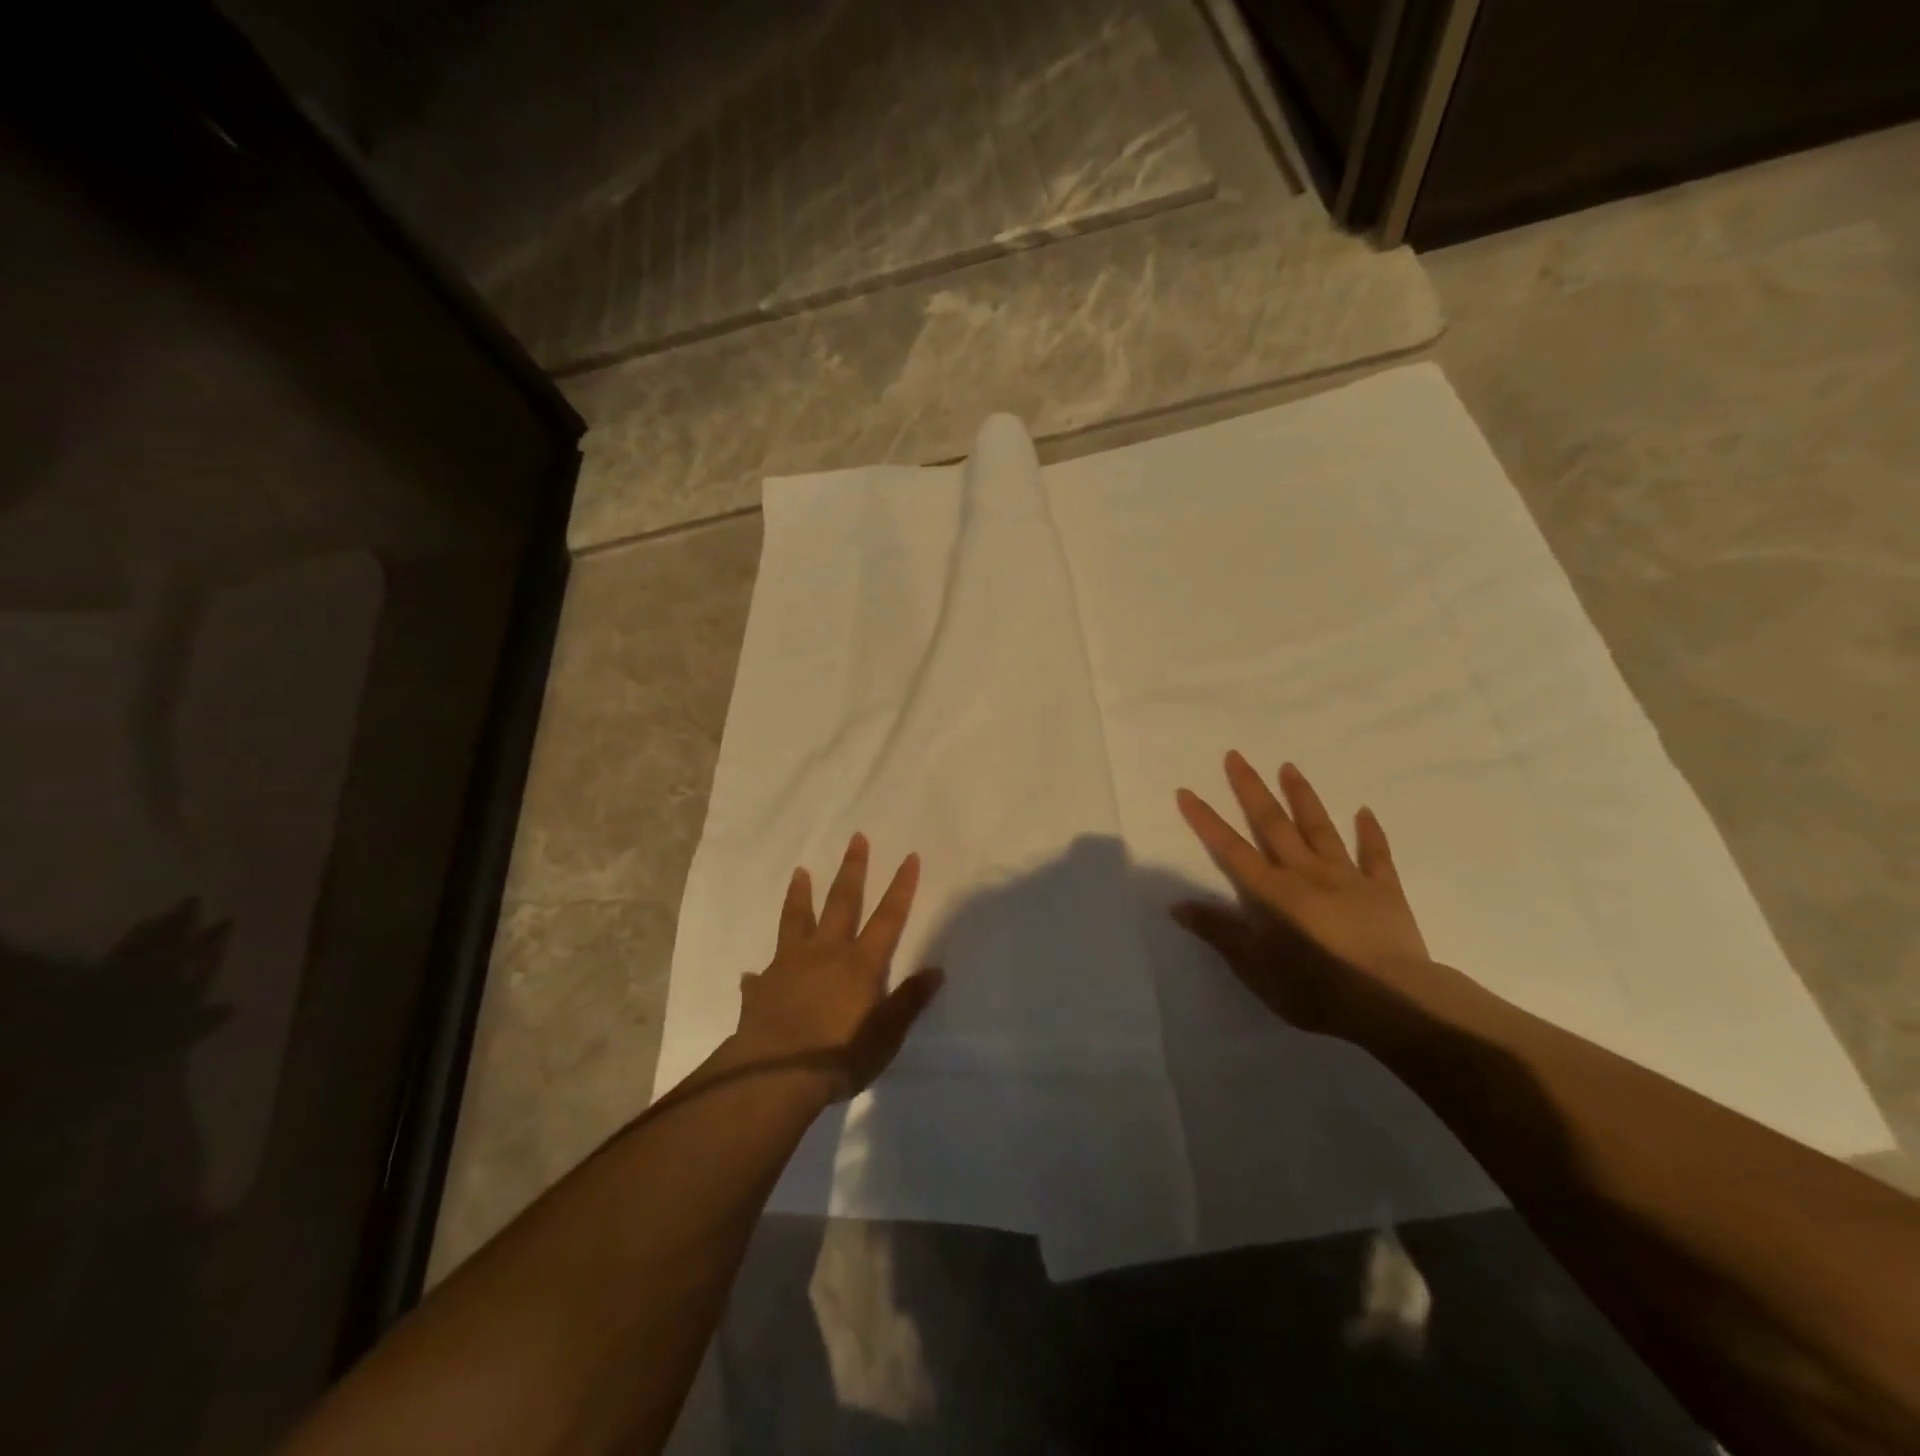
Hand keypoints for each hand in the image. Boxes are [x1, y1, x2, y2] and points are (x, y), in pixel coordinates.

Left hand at [732, 834, 944, 1100]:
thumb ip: (909, 1001)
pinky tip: (751, 973)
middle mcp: (826, 953)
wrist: (774, 1074)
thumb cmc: (839, 1054)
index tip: (909, 856)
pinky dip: (760, 972)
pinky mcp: (763, 986)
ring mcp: (790, 965)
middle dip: (852, 869)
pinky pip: (762, 973)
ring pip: (797, 920)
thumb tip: (937, 971)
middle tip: (856, 838)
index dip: (901, 887)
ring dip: (800, 895)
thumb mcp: (885, 1035)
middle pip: (842, 902)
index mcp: (860, 963)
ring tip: (800, 871)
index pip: (888, 917)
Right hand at [1172, 751, 1433, 1037]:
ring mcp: (1347, 877)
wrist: (1392, 1002)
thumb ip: (1218, 932)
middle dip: (1251, 789)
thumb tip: (1177, 904)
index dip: (1206, 820)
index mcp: (1271, 891)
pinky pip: (1375, 855)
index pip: (1230, 848)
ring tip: (1289, 766)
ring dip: (1302, 796)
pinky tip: (1364, 811)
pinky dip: (1370, 832)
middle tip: (1237, 755)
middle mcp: (1305, 872)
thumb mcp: (1254, 967)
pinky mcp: (1383, 890)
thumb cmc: (1315, 988)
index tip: (1187, 790)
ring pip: (1319, 828)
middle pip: (1273, 824)